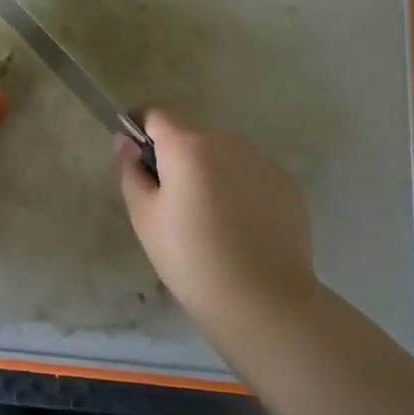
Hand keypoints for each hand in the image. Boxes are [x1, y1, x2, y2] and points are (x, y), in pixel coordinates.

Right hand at [116, 109, 316, 350]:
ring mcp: (262, 160)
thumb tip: (126, 141)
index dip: (141, 126)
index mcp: (188, 145)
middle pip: (191, 132)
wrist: (264, 302)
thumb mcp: (144, 216)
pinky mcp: (287, 184)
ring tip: (207, 216)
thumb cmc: (191, 259)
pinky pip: (250, 172)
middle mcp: (228, 141)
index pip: (157, 112)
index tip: (136, 154)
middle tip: (169, 198)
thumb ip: (130, 170)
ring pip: (223, 152)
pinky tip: (238, 226)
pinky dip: (238, 186)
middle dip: (175, 153)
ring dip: (208, 168)